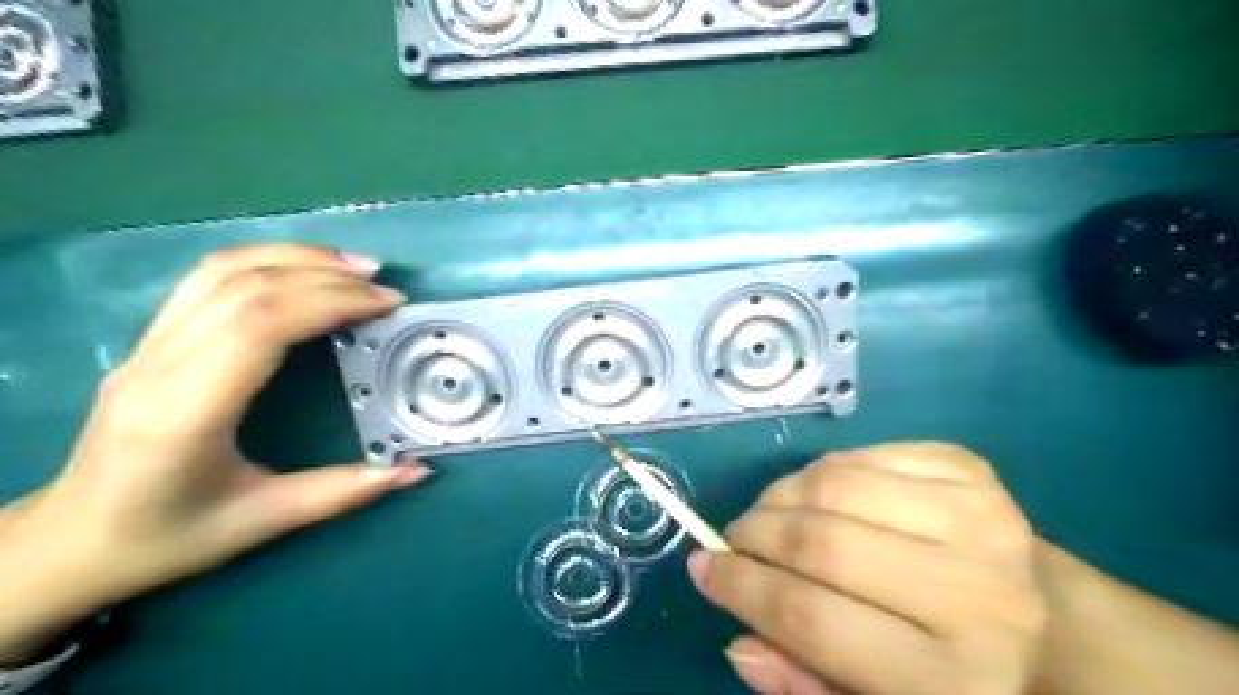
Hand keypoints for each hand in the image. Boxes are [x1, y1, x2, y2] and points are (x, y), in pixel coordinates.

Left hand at [0, 244, 432, 661]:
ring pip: (220, 270)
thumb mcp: (264, 521)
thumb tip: (417, 470)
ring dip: (294, 257)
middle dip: (325, 276)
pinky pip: (206, 279)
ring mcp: (146, 346)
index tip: (387, 305)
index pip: (260, 325)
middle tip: (383, 285)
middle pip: (245, 286)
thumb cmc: (166, 538)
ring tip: (353, 267)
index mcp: (184, 412)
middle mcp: (157, 365)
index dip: (331, 302)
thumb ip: (345, 491)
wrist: (68, 543)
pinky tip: (303, 270)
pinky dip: (264, 261)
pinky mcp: (150, 340)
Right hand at [688, 443, 1043, 694]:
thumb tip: (738, 642)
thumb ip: (805, 683)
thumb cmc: (954, 674)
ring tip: (769, 515)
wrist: (1053, 625)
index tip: (703, 568)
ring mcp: (977, 517)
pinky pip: (861, 454)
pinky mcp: (969, 469)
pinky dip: (821, 471)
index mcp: (952, 679)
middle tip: (734, 540)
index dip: (741, 589)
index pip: (811, 619)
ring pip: (834, 486)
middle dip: (754, 536)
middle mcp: (973, 594)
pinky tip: (818, 495)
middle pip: (820, 544)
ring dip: (780, 496)